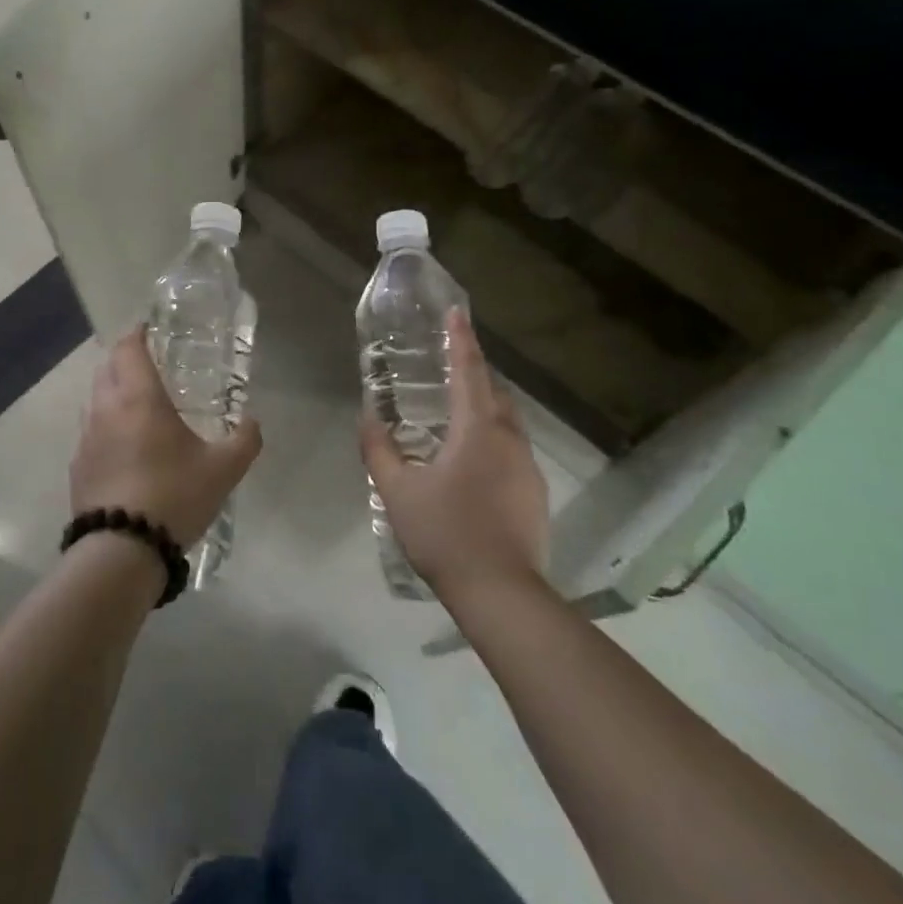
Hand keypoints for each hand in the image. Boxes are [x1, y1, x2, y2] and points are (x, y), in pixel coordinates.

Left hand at [71, 327, 262, 548]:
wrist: (120, 551)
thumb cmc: (174, 496)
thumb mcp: (223, 469)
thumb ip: (244, 440)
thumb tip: (252, 422)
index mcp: (140, 399)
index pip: (129, 349)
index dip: (137, 334)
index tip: (150, 330)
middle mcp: (106, 409)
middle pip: (107, 368)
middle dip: (124, 359)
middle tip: (150, 365)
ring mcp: (86, 439)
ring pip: (94, 399)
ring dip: (112, 392)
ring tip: (138, 406)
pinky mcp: (77, 467)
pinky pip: (90, 432)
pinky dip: (105, 427)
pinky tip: (124, 448)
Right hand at [360, 309, 549, 602]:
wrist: (501, 592)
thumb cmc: (445, 533)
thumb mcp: (398, 491)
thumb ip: (379, 450)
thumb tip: (367, 417)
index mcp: (477, 429)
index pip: (469, 371)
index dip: (461, 339)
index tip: (458, 311)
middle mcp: (509, 439)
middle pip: (495, 393)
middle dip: (475, 373)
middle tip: (450, 366)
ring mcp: (528, 467)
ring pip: (508, 422)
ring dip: (486, 408)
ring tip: (458, 414)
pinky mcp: (535, 493)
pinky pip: (513, 450)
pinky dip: (494, 439)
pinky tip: (474, 464)